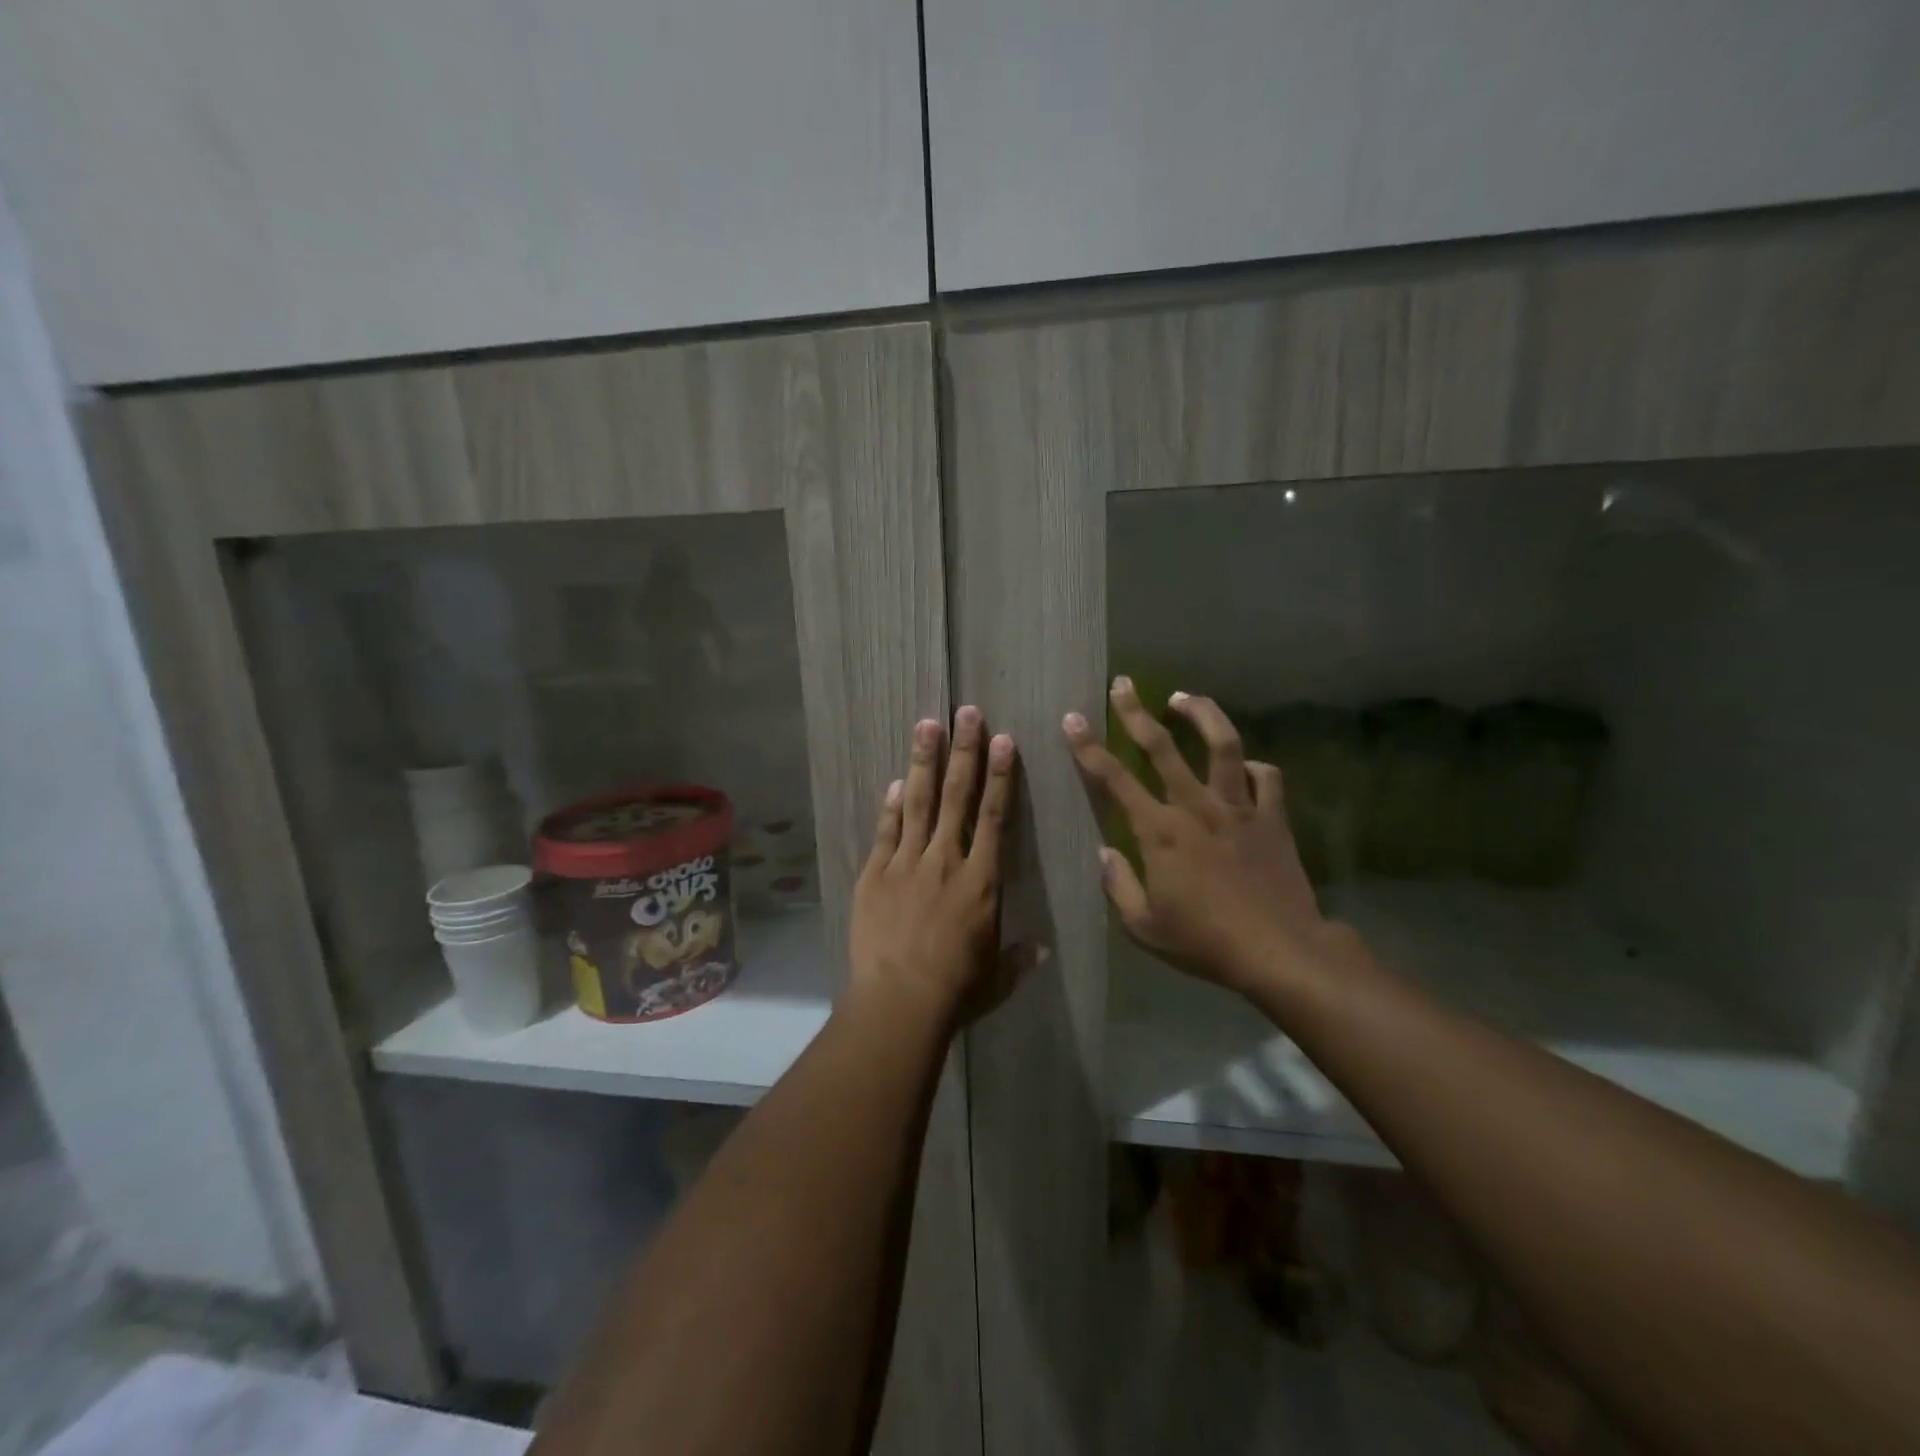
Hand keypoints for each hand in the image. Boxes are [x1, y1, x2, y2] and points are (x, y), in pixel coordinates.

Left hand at [850, 707, 1025, 1026]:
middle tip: (966, 713)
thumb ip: (1019, 959)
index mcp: (982, 881)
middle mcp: (946, 861)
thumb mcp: (997, 979)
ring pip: (918, 802)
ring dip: (924, 762)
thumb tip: (1042, 950)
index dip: (1001, 776)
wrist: (898, 1002)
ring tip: (927, 724)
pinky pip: (885, 832)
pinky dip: (890, 806)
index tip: (1004, 740)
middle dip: (964, 752)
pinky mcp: (874, 875)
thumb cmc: (956, 991)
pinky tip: (894, 781)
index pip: (995, 816)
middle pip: (957, 796)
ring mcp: (906, 864)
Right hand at [1063, 676, 1350, 994]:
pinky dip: (1254, 766)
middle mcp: (1195, 807)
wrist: (1279, 951)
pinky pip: (1266, 777)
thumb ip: (1118, 885)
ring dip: (1201, 714)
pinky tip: (1244, 766)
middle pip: (1162, 746)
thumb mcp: (1144, 927)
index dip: (1089, 746)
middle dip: (1136, 712)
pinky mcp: (1272, 817)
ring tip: (1184, 698)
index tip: (1073, 718)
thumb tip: (1105, 852)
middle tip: (1123, 684)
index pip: (1114, 779)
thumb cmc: (1204, 942)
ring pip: (1222, 744)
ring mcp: (1238, 807)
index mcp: (1159, 831)